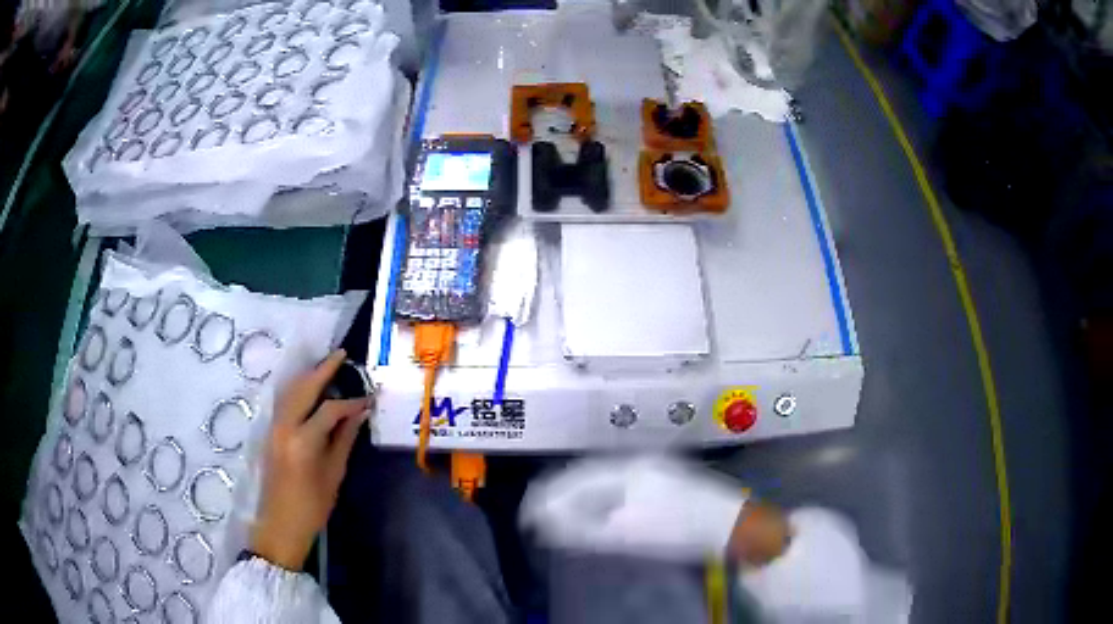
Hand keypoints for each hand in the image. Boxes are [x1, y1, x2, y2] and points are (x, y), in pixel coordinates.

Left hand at [251, 350, 370, 570]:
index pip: (329, 409)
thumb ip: (344, 439)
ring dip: (308, 376)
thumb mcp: (333, 475)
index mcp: (303, 440)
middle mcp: (284, 426)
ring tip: (326, 366)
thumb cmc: (312, 506)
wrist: (280, 525)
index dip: (351, 402)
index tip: (368, 399)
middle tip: (341, 354)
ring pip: (290, 391)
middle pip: (303, 388)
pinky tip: (309, 389)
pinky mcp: (270, 432)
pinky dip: (297, 389)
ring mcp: (273, 427)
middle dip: (323, 370)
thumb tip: (359, 413)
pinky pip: (284, 401)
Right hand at [520, 455, 775, 562]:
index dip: (548, 497)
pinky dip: (600, 499)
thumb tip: (546, 522)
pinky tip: (597, 511)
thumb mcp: (627, 534)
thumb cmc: (678, 529)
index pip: (575, 480)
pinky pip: (619, 485)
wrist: (729, 523)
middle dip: (560, 495)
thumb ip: (583, 528)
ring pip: (603, 479)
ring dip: (579, 497)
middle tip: (539, 515)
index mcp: (626, 469)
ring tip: (561, 515)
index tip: (528, 516)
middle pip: (587, 476)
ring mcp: (653, 469)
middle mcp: (636, 462)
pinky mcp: (664, 480)